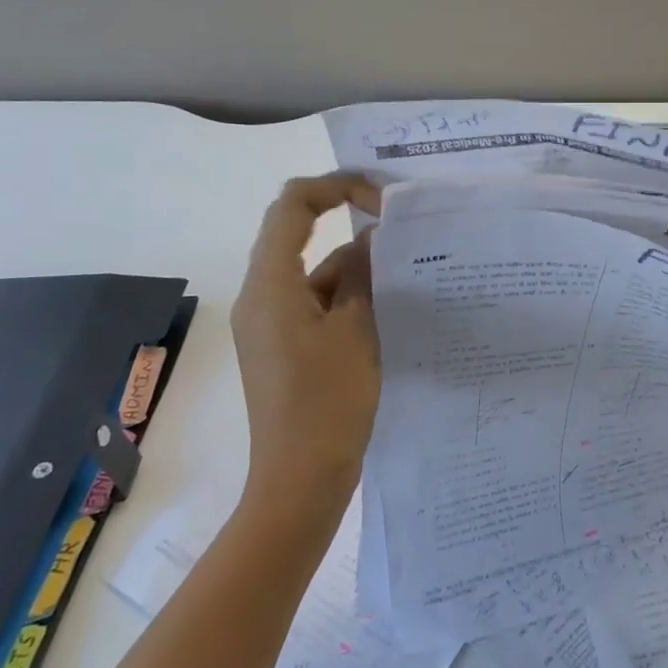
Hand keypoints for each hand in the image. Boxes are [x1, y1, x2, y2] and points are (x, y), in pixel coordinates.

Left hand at [231, 174, 382, 515]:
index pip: (293, 206)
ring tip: (406, 271)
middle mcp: (260, 296)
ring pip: (312, 271)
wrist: (300, 480)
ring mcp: (269, 323)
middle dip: (348, 223)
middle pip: (298, 234)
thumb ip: (363, 275)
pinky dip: (345, 296)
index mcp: (270, 285)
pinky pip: (313, 302)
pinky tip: (387, 307)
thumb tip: (372, 237)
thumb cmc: (328, 401)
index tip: (381, 198)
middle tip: (397, 223)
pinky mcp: (282, 346)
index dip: (336, 187)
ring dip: (353, 266)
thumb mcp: (357, 329)